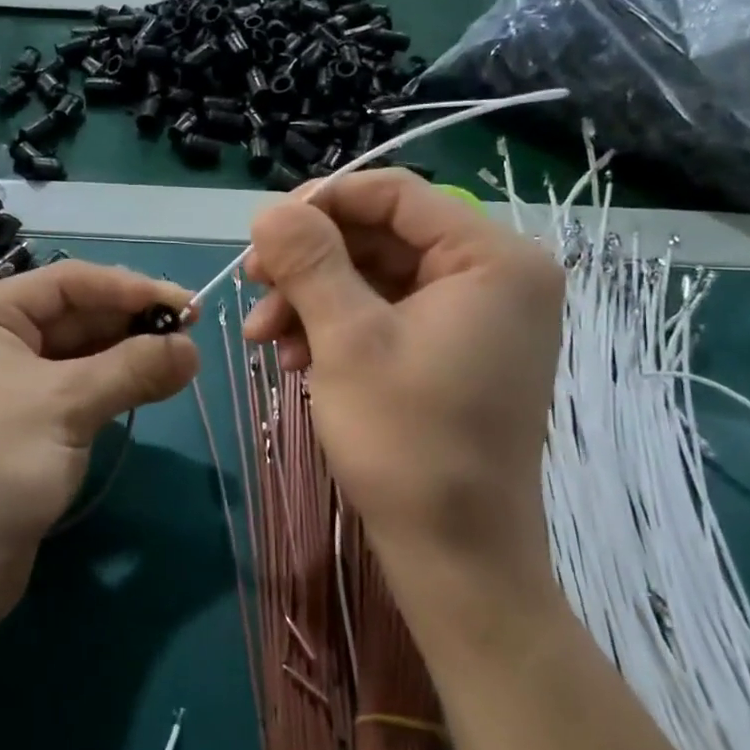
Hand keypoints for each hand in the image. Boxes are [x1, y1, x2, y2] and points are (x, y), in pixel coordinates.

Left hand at [0, 260, 198, 615]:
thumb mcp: (68, 403)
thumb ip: (134, 367)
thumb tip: (194, 350)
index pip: (67, 283)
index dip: (130, 288)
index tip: (187, 306)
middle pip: (74, 317)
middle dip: (132, 324)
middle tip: (192, 335)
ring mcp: (5, 385)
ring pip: (78, 356)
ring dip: (129, 357)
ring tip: (183, 361)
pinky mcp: (23, 425)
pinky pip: (75, 390)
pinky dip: (113, 387)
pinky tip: (152, 387)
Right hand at [242, 171, 564, 632]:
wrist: (456, 554)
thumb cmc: (408, 441)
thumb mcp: (347, 340)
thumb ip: (309, 261)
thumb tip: (270, 209)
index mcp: (494, 259)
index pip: (395, 195)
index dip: (321, 204)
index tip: (261, 234)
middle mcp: (497, 276)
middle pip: (383, 236)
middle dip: (310, 262)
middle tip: (252, 284)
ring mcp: (478, 316)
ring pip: (377, 277)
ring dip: (314, 298)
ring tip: (264, 337)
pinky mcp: (457, 349)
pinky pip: (389, 314)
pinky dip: (338, 327)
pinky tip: (296, 357)